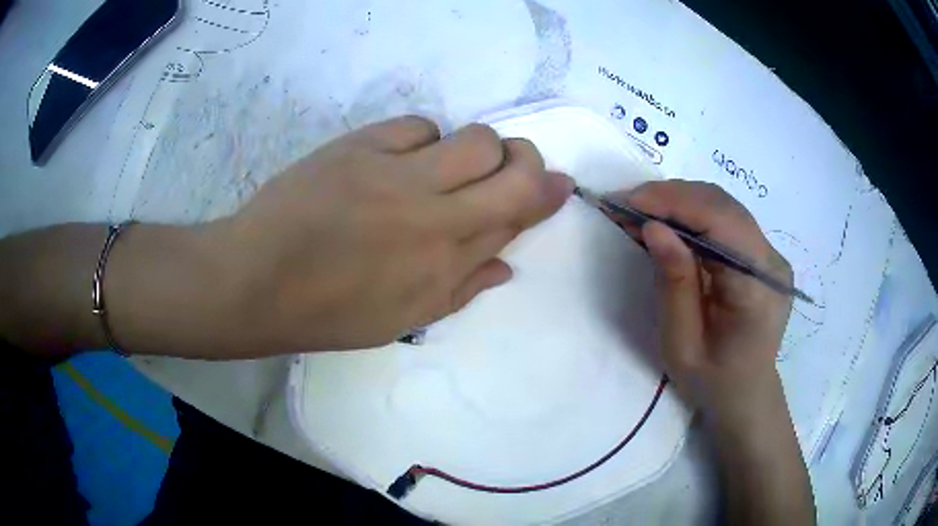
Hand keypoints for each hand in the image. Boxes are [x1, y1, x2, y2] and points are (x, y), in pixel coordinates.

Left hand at [210, 116, 572, 353]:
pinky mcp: (360, 147)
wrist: (257, 281)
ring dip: (478, 148)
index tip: (558, 185)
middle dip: (527, 162)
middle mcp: (433, 215)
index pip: (519, 215)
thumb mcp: (402, 319)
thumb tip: (508, 264)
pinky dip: (422, 139)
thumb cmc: (328, 312)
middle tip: (512, 167)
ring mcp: (396, 174)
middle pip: (512, 167)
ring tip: (450, 164)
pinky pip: (417, 125)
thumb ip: (462, 289)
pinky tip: (402, 158)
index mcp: (445, 265)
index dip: (546, 194)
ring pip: (474, 138)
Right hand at [606, 181, 792, 428]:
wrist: (745, 394)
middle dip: (671, 196)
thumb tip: (653, 227)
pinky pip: (725, 220)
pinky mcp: (761, 254)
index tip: (627, 202)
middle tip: (626, 204)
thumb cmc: (712, 382)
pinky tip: (667, 222)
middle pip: (723, 206)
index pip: (721, 223)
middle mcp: (771, 262)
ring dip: (679, 201)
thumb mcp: (682, 344)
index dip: (674, 203)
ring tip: (640, 211)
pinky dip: (692, 214)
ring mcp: (770, 255)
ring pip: (723, 206)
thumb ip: (673, 284)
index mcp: (757, 289)